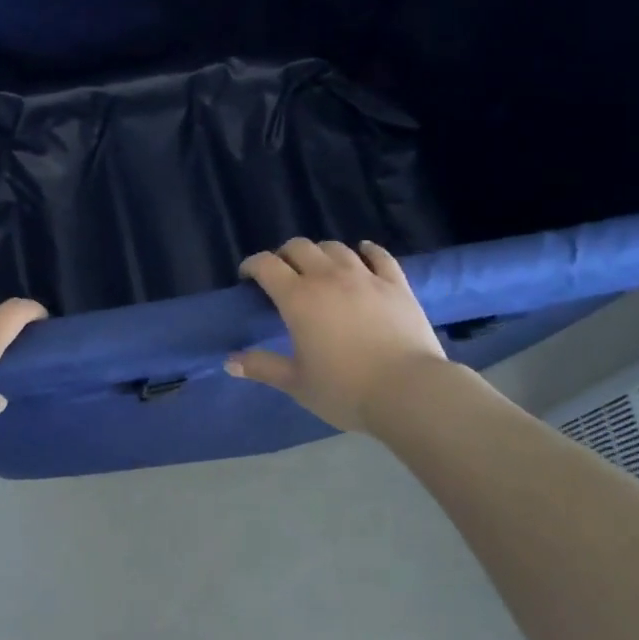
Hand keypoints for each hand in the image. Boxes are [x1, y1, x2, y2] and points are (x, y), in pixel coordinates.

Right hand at [227, 239, 449, 433]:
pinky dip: (366, 250)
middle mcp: (328, 277)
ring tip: (319, 268)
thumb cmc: (346, 390)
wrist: (409, 391)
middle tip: (282, 273)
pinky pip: (378, 255)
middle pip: (299, 247)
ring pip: (335, 247)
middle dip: (284, 255)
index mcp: (298, 298)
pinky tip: (363, 251)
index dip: (252, 265)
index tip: (248, 277)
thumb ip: (262, 367)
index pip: (266, 265)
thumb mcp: (297, 383)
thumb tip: (229, 362)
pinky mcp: (396, 283)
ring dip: (320, 253)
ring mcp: (365, 276)